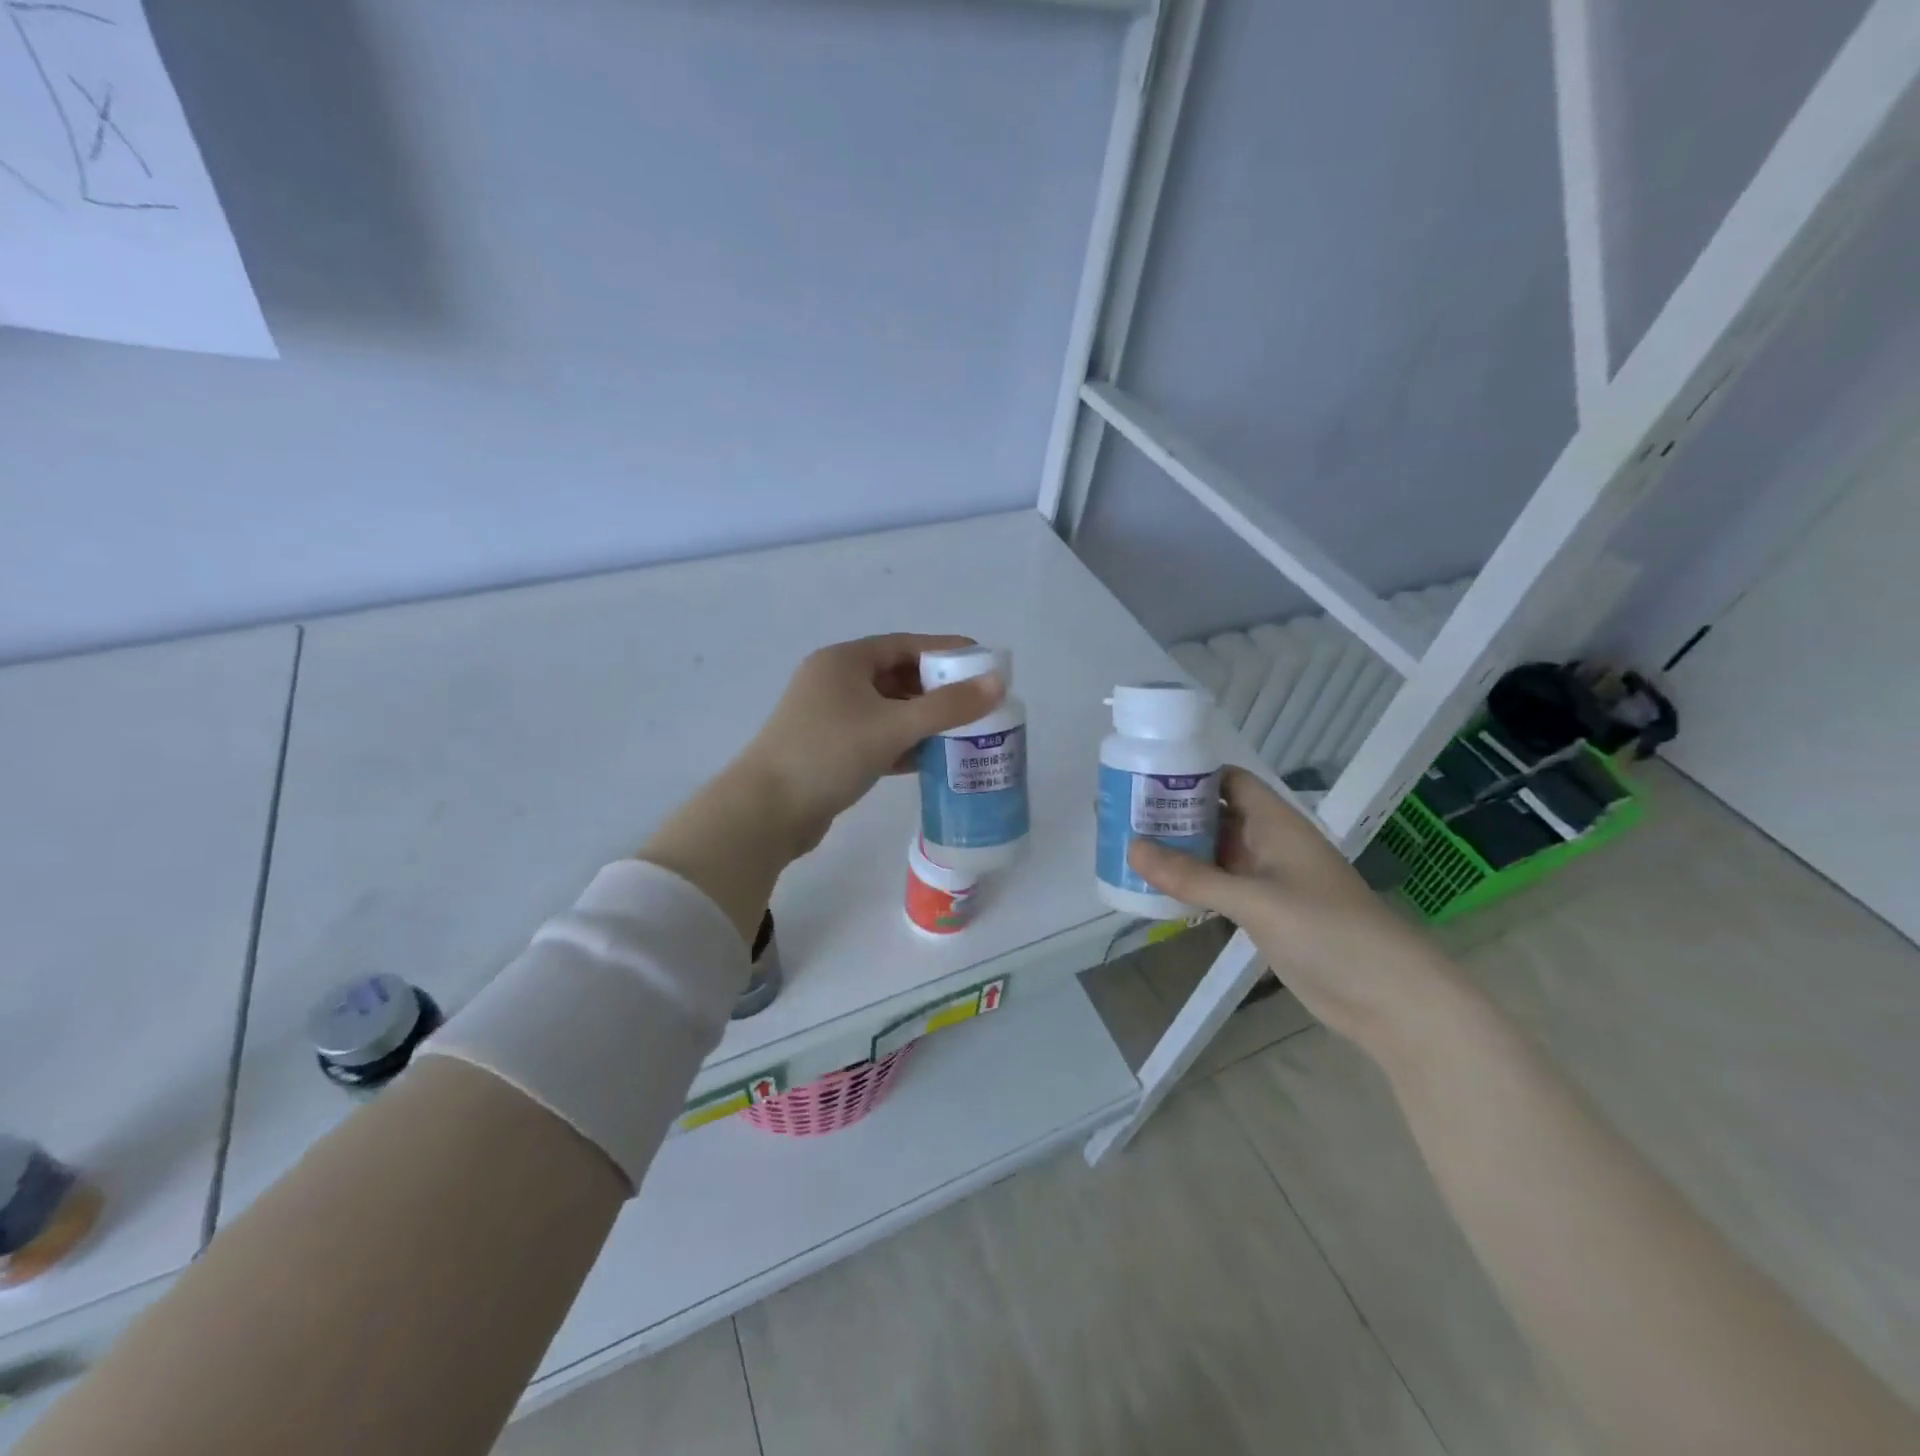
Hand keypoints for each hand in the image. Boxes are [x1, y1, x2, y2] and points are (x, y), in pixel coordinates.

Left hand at [736, 634, 1003, 854]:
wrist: (766, 812)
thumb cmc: (829, 754)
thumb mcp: (893, 726)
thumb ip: (948, 706)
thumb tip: (998, 681)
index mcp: (844, 661)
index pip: (906, 645)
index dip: (946, 651)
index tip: (983, 664)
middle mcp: (834, 681)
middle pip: (897, 676)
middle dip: (937, 690)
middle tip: (977, 704)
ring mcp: (828, 717)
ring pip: (887, 710)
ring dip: (922, 720)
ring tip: (963, 733)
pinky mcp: (829, 750)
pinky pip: (876, 737)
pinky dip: (902, 744)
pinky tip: (930, 760)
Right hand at [1127, 767, 1457, 1050]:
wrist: (1387, 997)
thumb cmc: (1327, 931)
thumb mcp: (1256, 900)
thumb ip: (1193, 876)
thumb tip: (1131, 848)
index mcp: (1277, 824)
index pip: (1231, 781)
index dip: (1191, 774)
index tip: (1144, 776)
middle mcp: (1270, 845)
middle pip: (1216, 816)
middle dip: (1174, 814)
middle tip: (1122, 814)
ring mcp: (1267, 881)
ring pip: (1214, 853)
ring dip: (1179, 851)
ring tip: (1128, 846)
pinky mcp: (1264, 914)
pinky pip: (1219, 888)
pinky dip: (1191, 884)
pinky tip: (1157, 888)